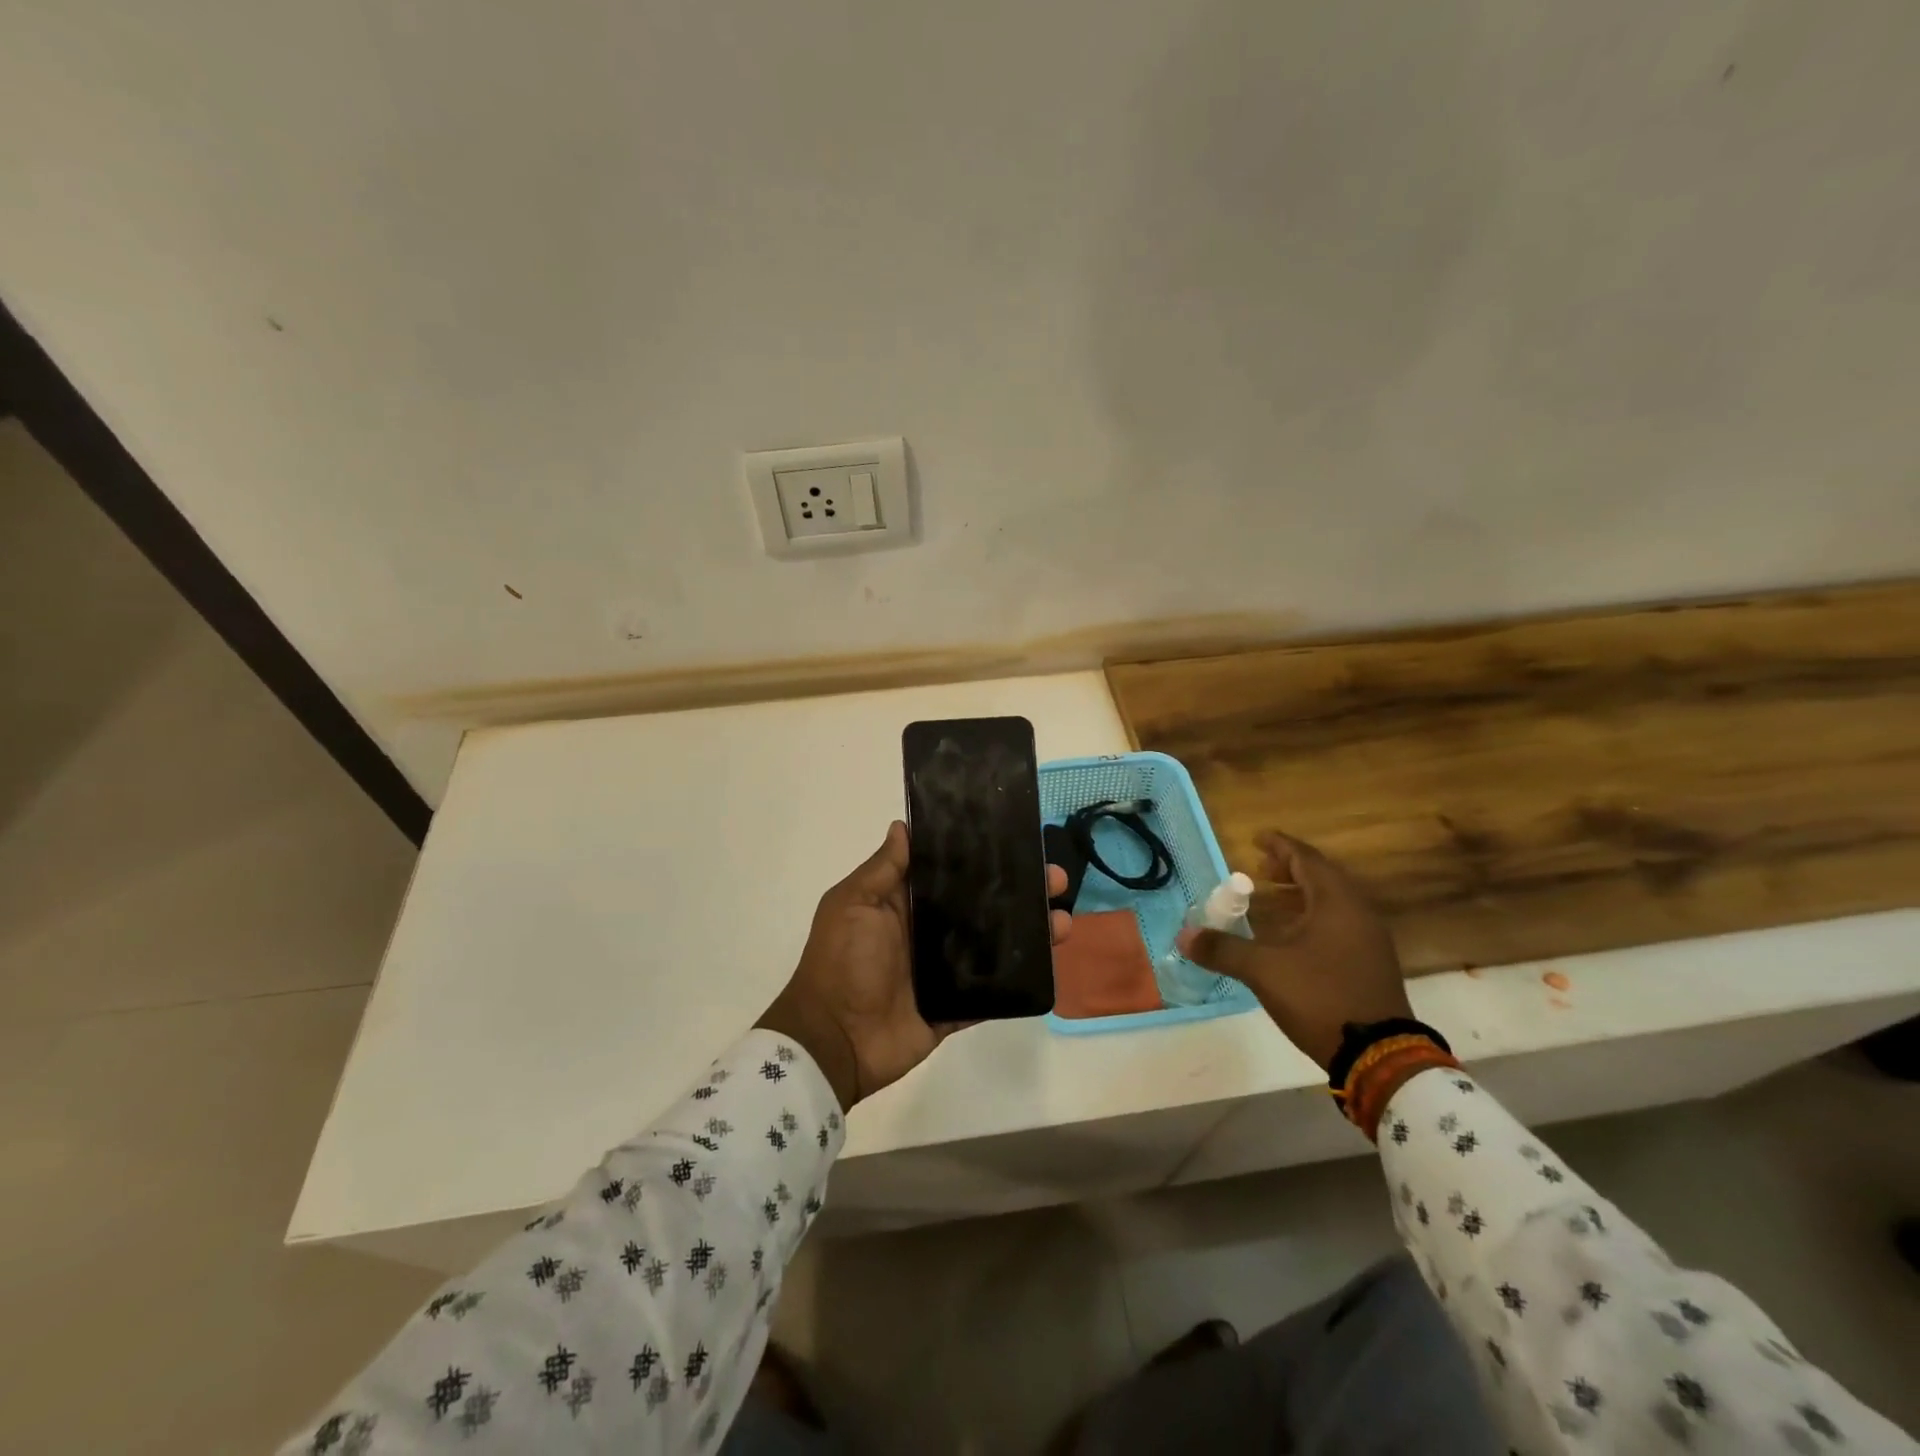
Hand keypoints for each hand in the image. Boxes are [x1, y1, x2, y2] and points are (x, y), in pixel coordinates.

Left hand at [757, 822, 1071, 1109]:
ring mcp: (946, 970)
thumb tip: (903, 825)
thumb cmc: (842, 961)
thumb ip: (883, 869)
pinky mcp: (957, 1005)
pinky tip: (1051, 960)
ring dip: (1031, 931)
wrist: (834, 1039)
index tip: (1018, 838)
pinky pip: (994, 989)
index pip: (951, 871)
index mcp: (906, 903)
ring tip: (1064, 920)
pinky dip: (1020, 976)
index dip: (983, 856)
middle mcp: (929, 931)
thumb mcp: (853, 903)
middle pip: (983, 904)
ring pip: (996, 944)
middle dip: (1020, 889)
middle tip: (1056, 877)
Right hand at [1176, 830, 1410, 1070]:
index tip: (1258, 838)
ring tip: (1272, 898)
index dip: (1280, 846)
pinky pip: (1339, 924)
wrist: (1380, 1056)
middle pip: (1323, 877)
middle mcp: (1358, 913)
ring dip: (1302, 894)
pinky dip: (1313, 916)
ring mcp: (1370, 940)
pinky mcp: (1371, 964)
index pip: (1306, 859)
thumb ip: (1223, 949)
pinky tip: (1293, 936)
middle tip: (1260, 870)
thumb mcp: (1264, 970)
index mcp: (1337, 903)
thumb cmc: (1320, 997)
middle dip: (1290, 869)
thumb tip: (1184, 935)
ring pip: (1333, 902)